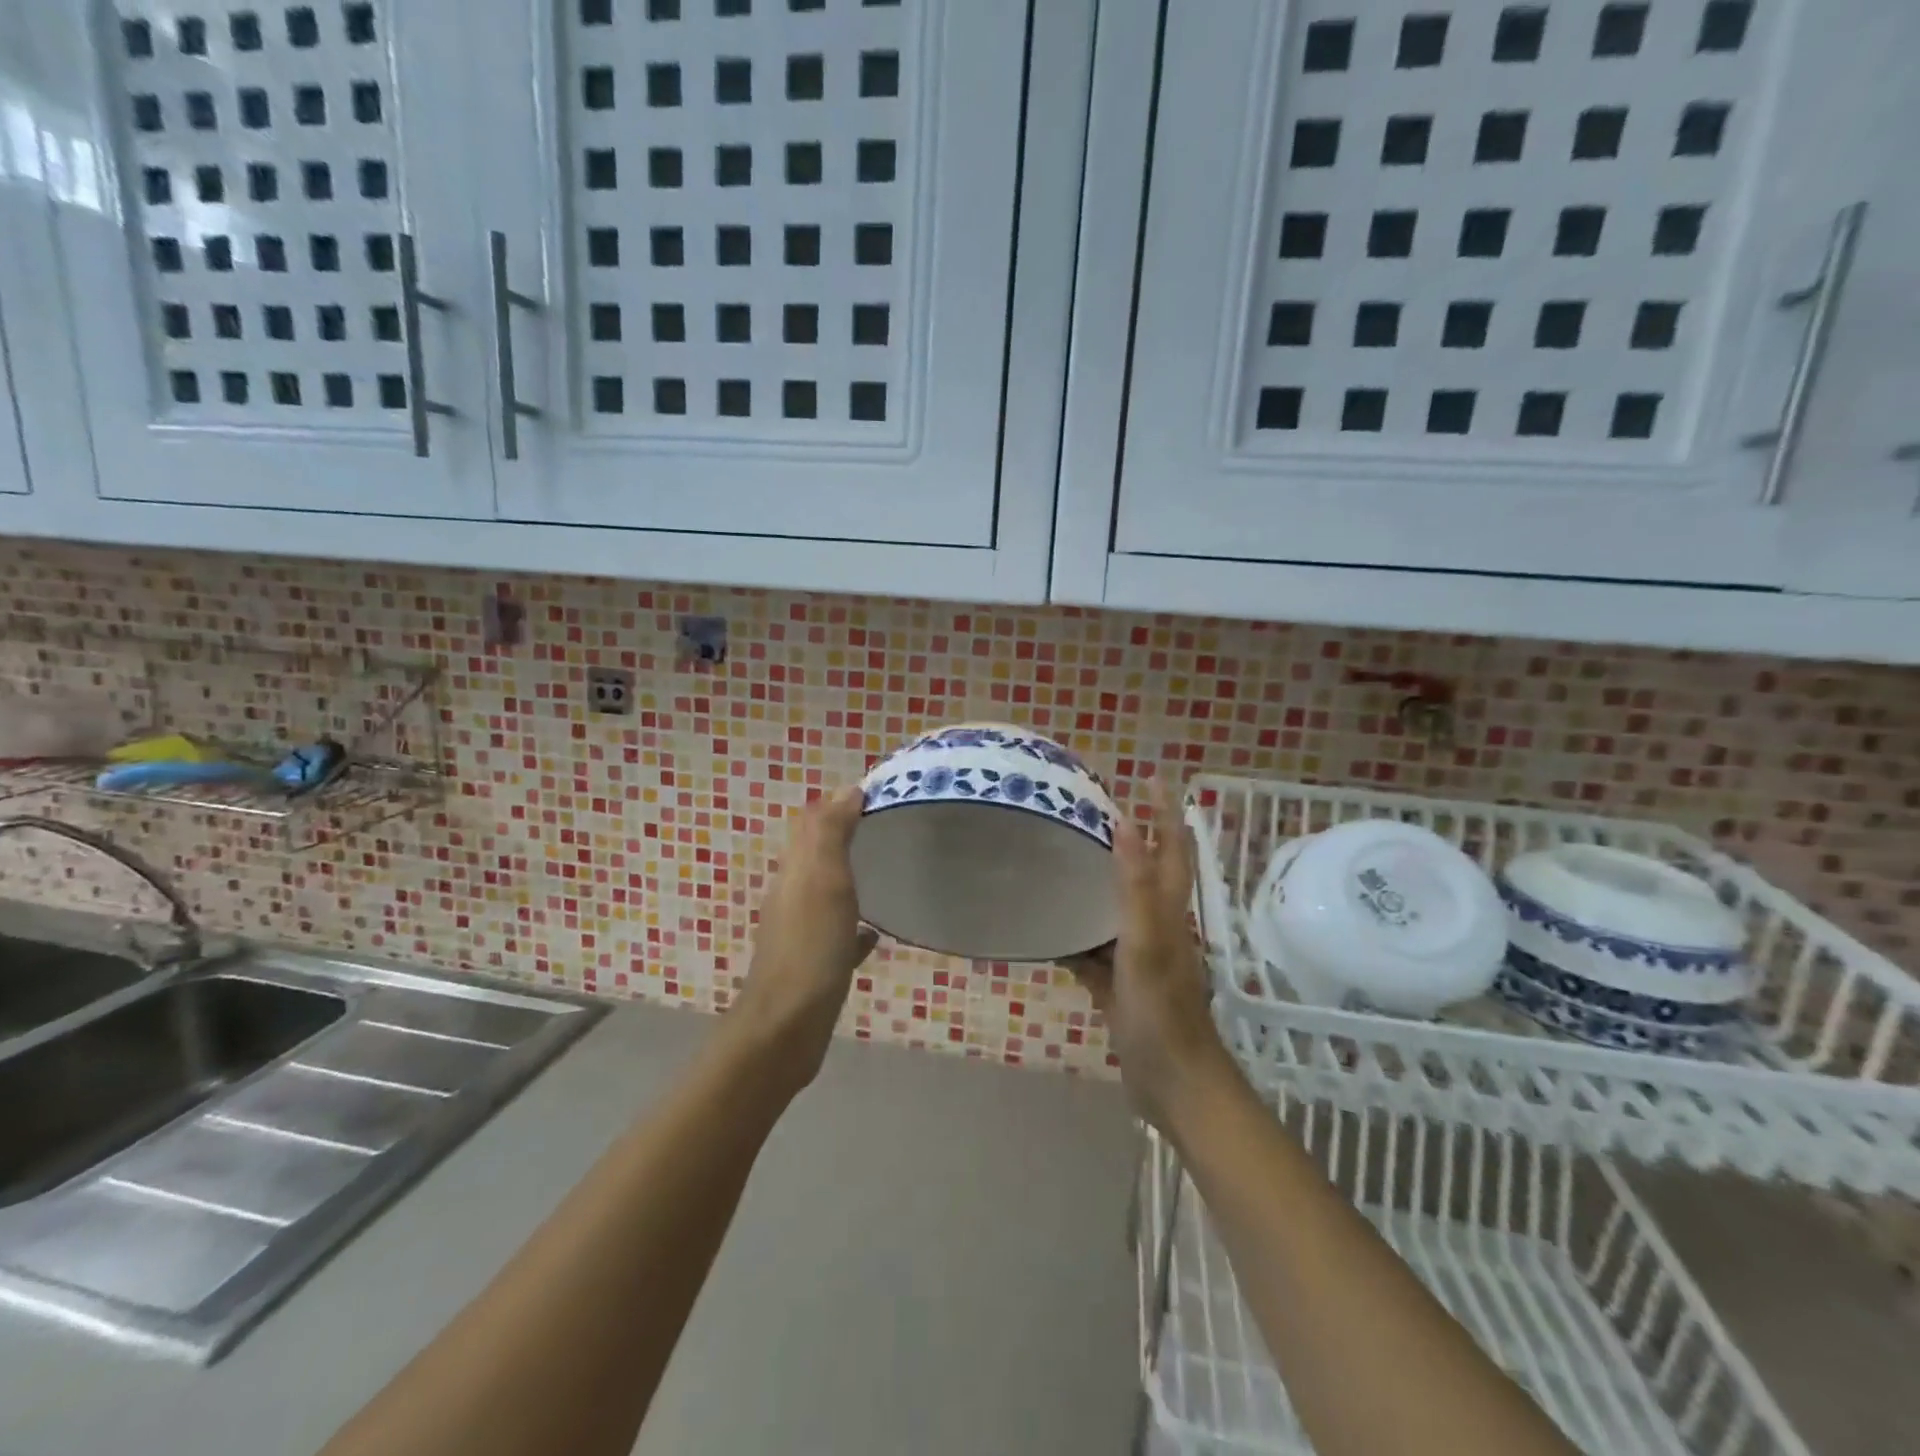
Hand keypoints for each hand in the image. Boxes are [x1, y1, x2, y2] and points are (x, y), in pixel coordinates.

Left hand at [735, 786, 878, 1092]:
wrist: (786, 1028)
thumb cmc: (810, 947)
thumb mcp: (822, 879)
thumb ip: (830, 833)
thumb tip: (847, 789)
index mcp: (794, 872)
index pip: (813, 825)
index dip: (840, 805)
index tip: (879, 795)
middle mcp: (793, 897)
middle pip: (819, 857)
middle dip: (847, 837)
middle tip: (889, 828)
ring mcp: (801, 933)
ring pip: (828, 894)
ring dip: (850, 879)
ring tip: (887, 871)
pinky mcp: (814, 966)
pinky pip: (838, 935)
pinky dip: (855, 926)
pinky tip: (875, 933)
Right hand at [1065, 779, 1231, 1127]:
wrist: (1174, 1086)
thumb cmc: (1163, 1012)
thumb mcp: (1147, 944)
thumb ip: (1136, 887)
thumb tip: (1127, 823)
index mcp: (1170, 913)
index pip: (1172, 849)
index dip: (1165, 811)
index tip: (1149, 776)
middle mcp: (1158, 929)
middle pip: (1144, 874)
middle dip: (1128, 840)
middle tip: (1091, 812)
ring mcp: (1138, 959)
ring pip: (1114, 910)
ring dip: (1095, 886)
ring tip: (1062, 860)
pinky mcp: (1120, 987)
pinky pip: (1092, 952)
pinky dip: (1073, 938)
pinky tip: (1045, 931)